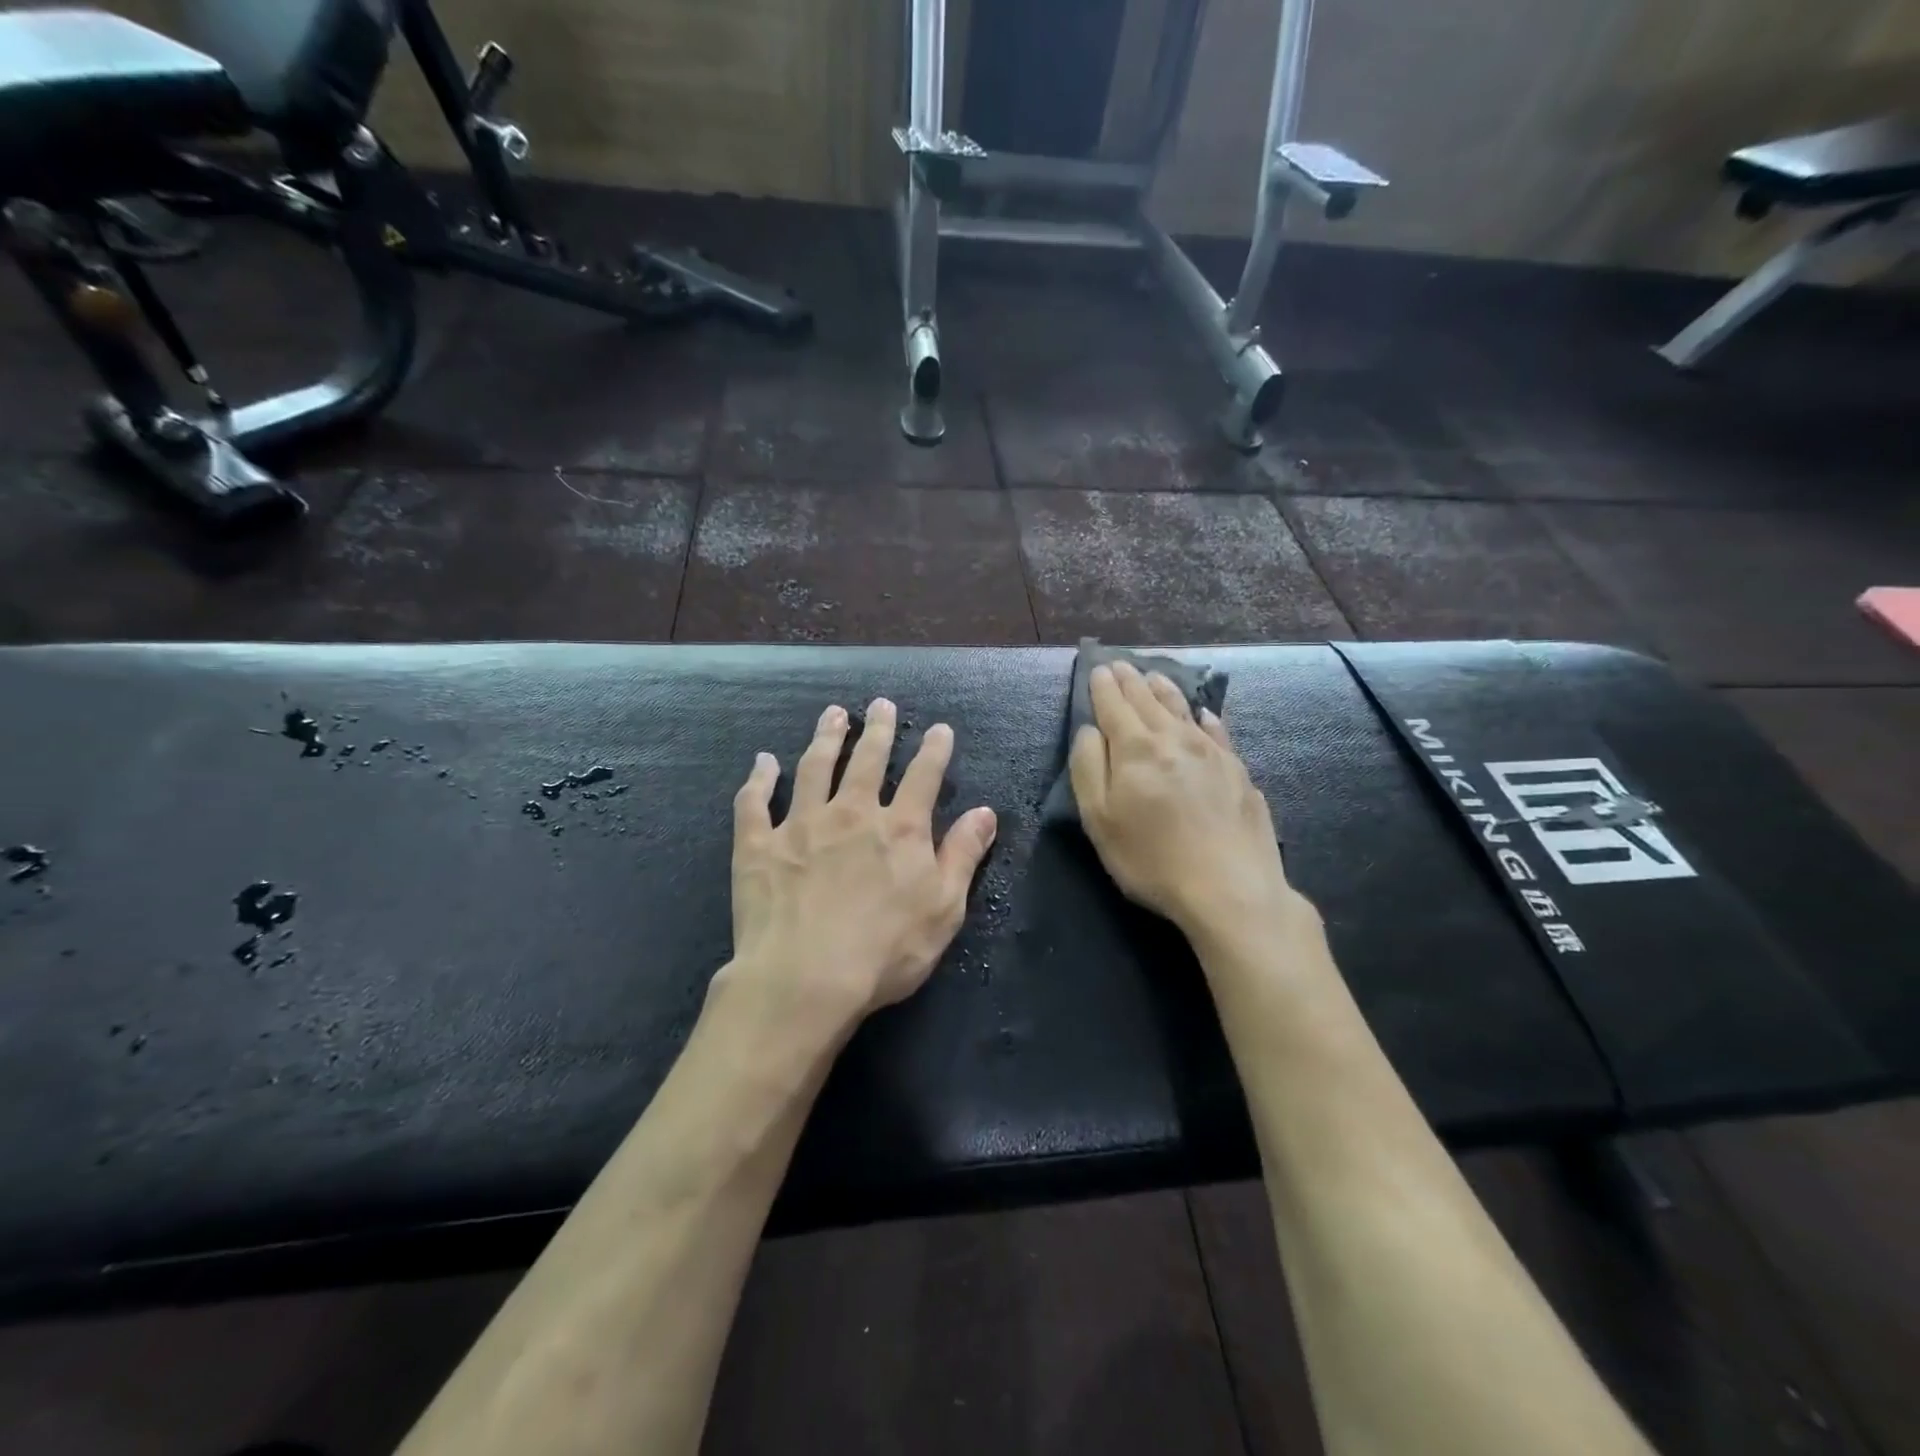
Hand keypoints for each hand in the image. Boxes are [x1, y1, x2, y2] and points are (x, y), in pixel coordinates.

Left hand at [725, 698, 997, 1025]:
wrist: (805, 979)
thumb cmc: (885, 951)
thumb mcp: (944, 908)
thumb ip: (963, 855)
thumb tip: (986, 812)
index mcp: (899, 829)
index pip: (923, 777)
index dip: (934, 750)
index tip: (939, 728)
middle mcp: (851, 813)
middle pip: (867, 760)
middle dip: (877, 730)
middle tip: (880, 704)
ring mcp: (801, 825)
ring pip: (814, 768)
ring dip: (825, 738)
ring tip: (833, 714)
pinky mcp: (758, 845)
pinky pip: (755, 803)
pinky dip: (759, 779)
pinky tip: (762, 762)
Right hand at [1069, 661, 1293, 941]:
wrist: (1230, 888)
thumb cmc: (1151, 858)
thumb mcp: (1100, 819)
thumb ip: (1089, 768)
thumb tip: (1090, 730)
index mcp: (1135, 748)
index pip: (1114, 705)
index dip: (1103, 686)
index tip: (1099, 668)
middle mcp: (1174, 738)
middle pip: (1148, 700)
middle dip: (1131, 680)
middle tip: (1121, 665)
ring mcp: (1212, 752)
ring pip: (1183, 709)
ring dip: (1165, 690)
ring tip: (1154, 676)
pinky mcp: (1238, 771)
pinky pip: (1217, 731)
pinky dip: (1205, 718)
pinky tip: (1204, 714)